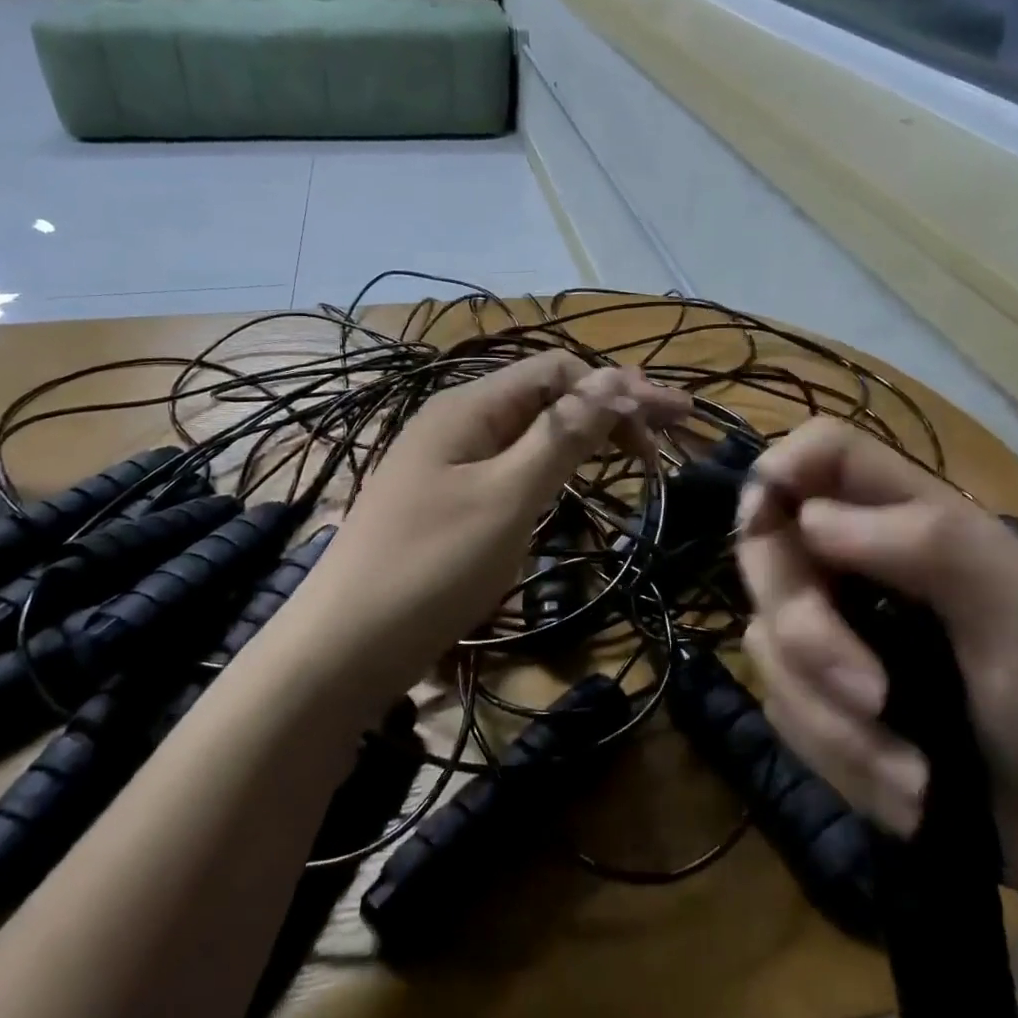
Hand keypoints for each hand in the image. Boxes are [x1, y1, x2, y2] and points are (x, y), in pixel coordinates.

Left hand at [312, 350, 688, 689]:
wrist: (345, 646)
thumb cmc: (432, 566)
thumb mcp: (506, 497)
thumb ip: (561, 436)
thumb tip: (614, 379)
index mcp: (468, 406)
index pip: (558, 371)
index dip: (618, 389)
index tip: (672, 423)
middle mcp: (458, 422)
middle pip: (546, 397)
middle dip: (609, 408)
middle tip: (667, 437)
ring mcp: (449, 462)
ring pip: (529, 433)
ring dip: (584, 436)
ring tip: (634, 455)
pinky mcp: (448, 500)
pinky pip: (510, 467)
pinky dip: (552, 467)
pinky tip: (574, 482)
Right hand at [735, 418, 1017, 906]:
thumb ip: (934, 546)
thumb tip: (809, 519)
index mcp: (914, 520)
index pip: (824, 452)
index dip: (780, 471)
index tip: (765, 528)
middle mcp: (858, 562)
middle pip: (767, 546)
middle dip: (807, 632)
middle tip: (872, 696)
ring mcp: (834, 630)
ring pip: (766, 639)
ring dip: (833, 720)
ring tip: (913, 777)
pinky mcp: (819, 695)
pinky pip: (781, 705)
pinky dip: (837, 756)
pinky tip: (903, 790)